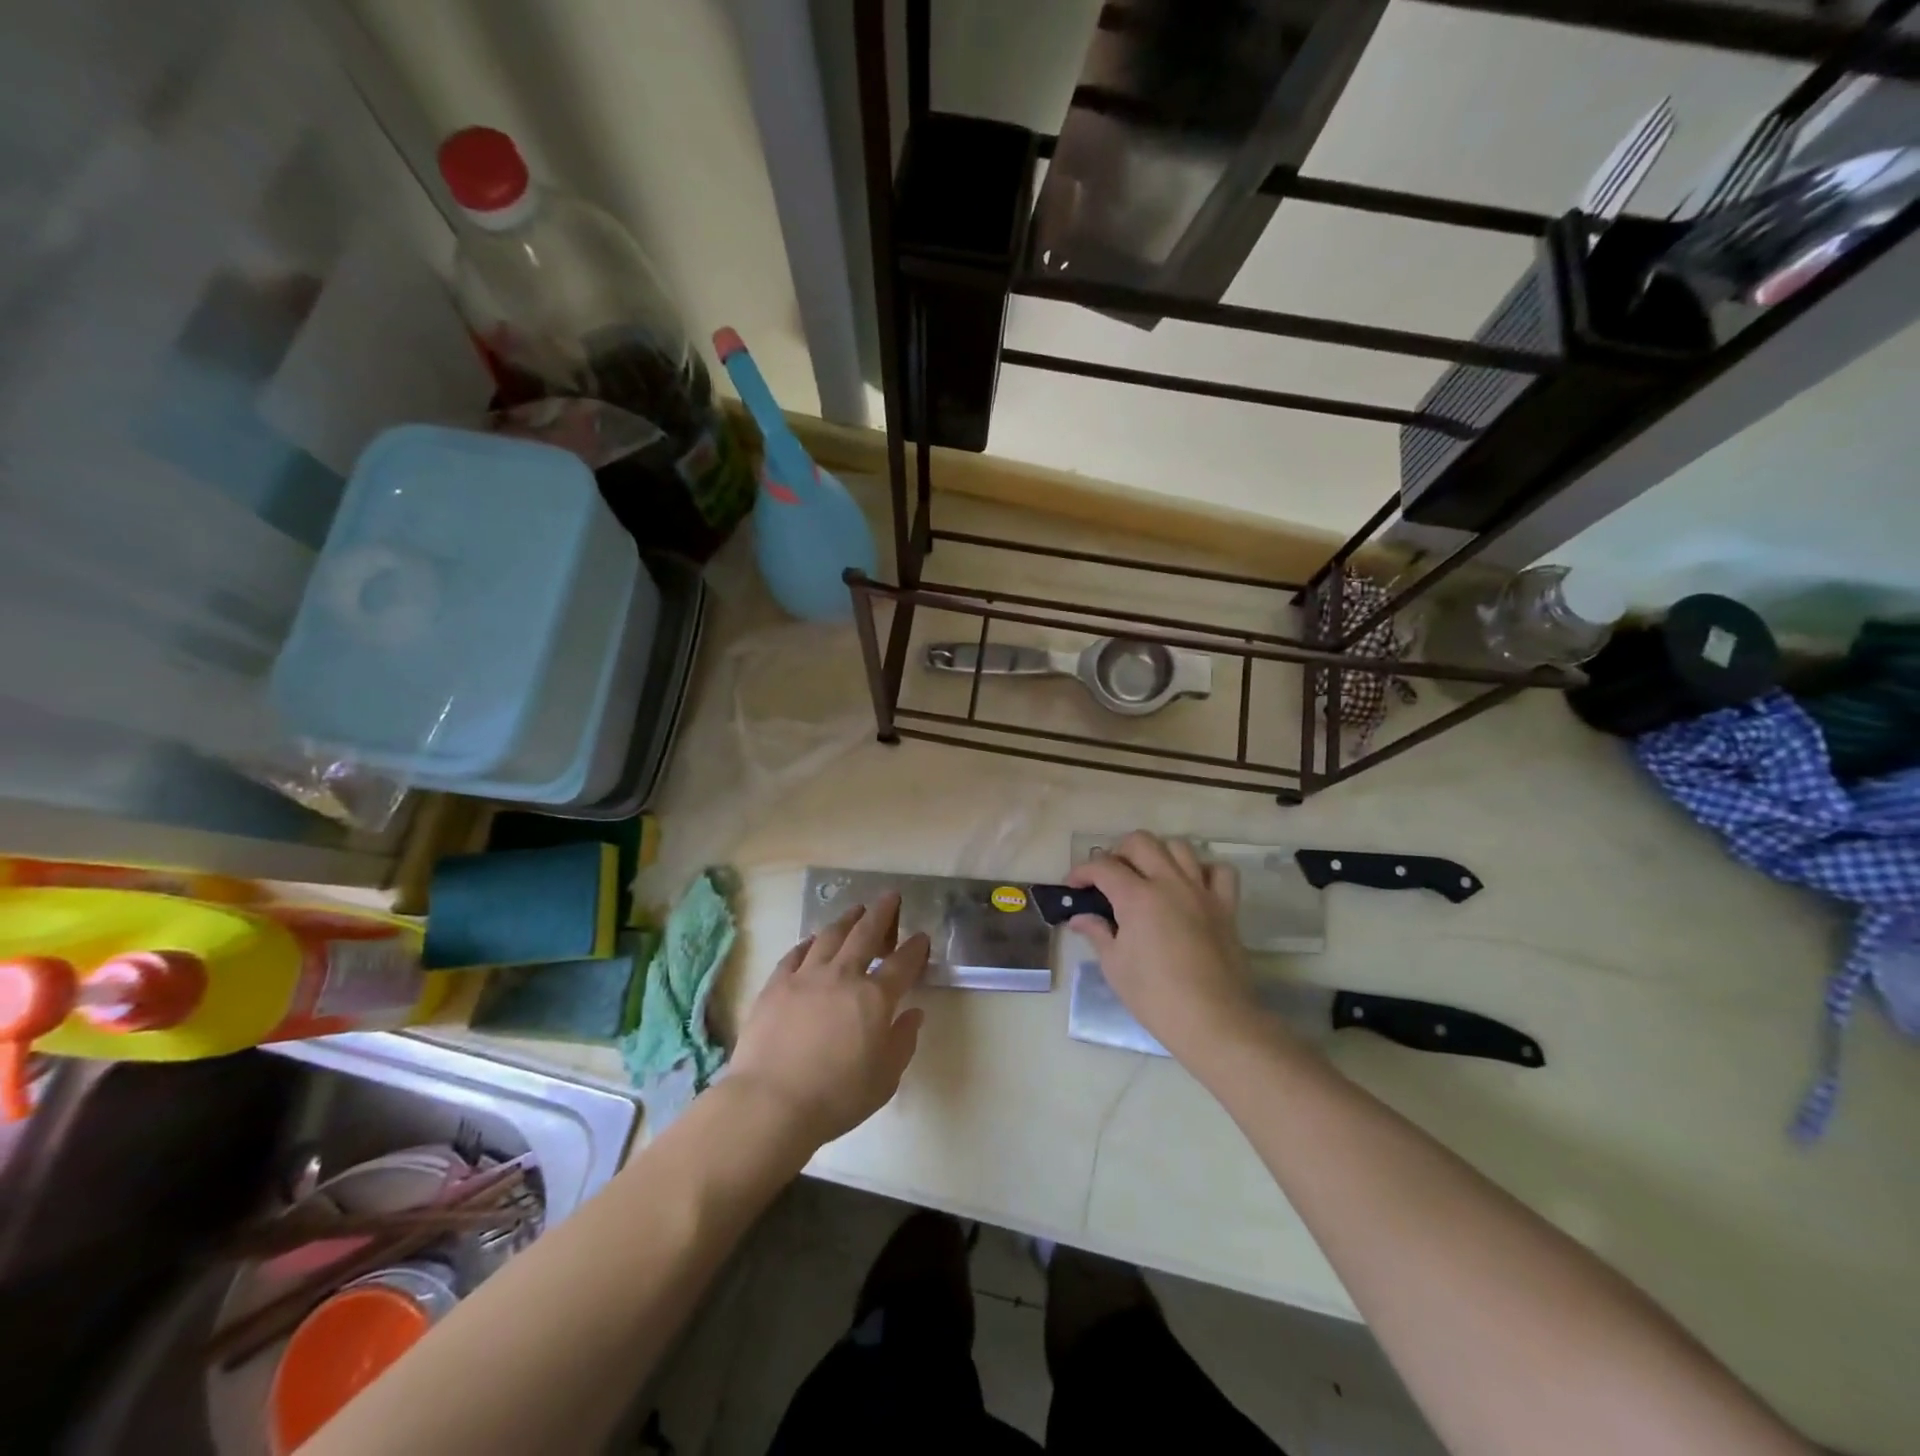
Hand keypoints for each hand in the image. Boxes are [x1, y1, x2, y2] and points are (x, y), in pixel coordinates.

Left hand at [729, 893, 928, 1148]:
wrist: (771, 1103)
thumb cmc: (836, 1097)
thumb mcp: (885, 1079)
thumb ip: (902, 1042)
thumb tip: (914, 1014)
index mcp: (875, 998)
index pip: (902, 964)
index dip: (915, 948)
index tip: (921, 936)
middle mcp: (843, 976)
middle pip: (866, 934)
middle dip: (882, 913)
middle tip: (890, 896)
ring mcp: (806, 976)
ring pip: (830, 936)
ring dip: (846, 919)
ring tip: (855, 910)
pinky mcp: (776, 985)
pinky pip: (796, 953)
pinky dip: (809, 943)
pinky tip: (813, 940)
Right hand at [1066, 832, 1262, 1062]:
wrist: (1213, 1021)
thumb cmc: (1155, 997)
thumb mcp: (1115, 966)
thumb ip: (1097, 932)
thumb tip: (1079, 918)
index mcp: (1137, 897)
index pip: (1103, 867)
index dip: (1082, 871)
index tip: (1072, 885)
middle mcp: (1170, 883)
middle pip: (1141, 842)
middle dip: (1118, 852)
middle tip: (1108, 877)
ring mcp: (1201, 892)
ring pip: (1179, 847)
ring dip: (1158, 854)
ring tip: (1147, 875)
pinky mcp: (1226, 907)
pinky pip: (1219, 871)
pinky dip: (1202, 871)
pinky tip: (1190, 886)